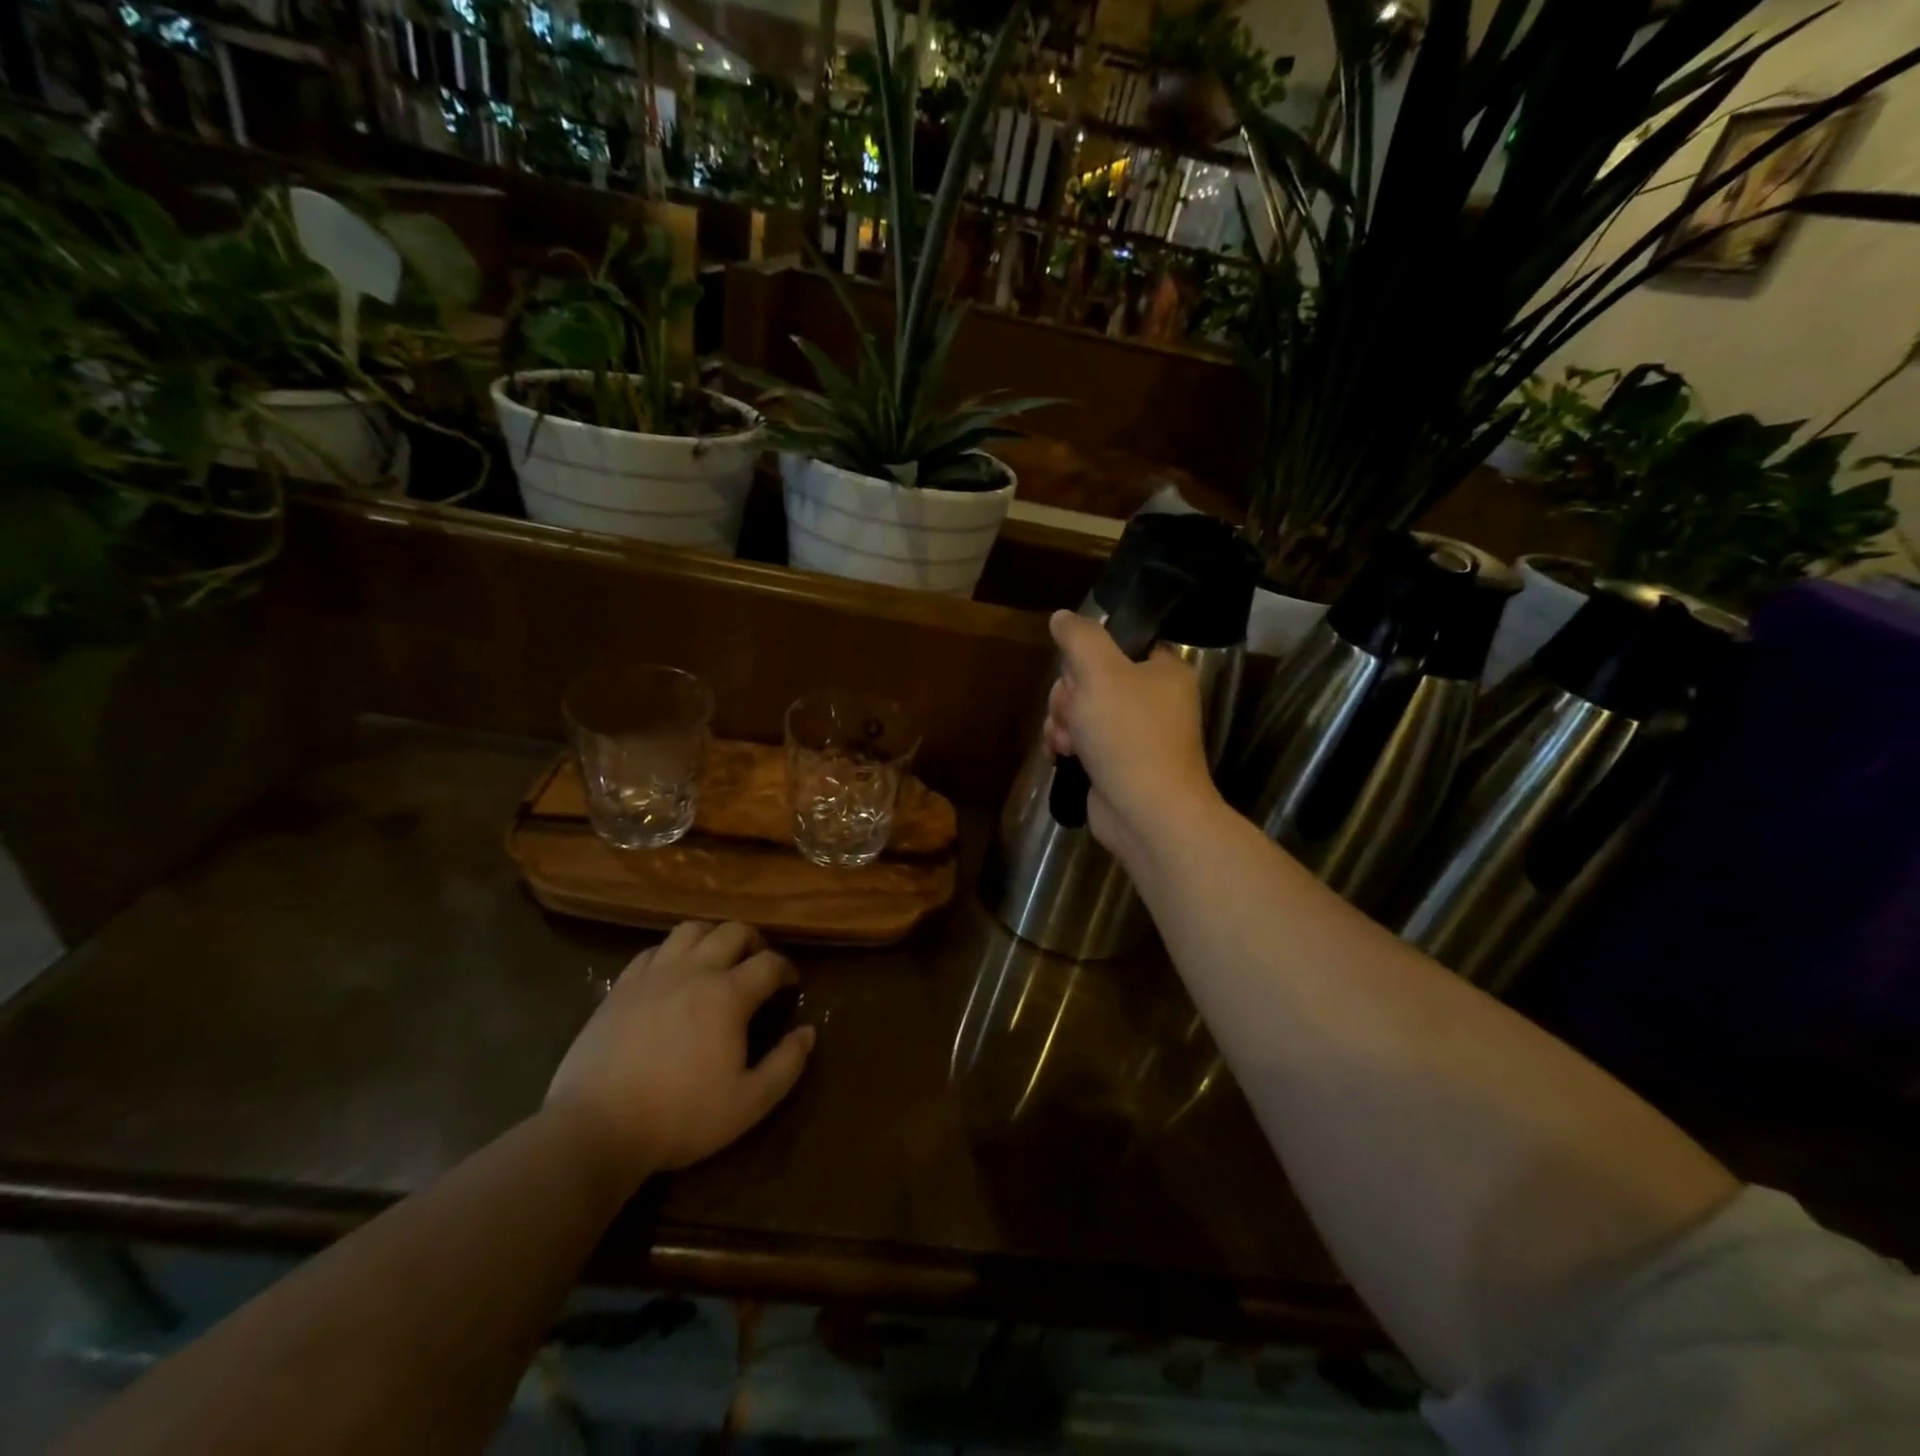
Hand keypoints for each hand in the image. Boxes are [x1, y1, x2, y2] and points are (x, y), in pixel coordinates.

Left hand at [545, 921, 814, 1184]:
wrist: (595, 1128)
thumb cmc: (680, 1117)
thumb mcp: (749, 1103)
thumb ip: (787, 1065)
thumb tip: (809, 1031)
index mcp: (729, 995)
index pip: (770, 963)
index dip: (786, 969)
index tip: (790, 984)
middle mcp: (694, 971)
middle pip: (732, 931)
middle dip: (754, 941)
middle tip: (758, 964)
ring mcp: (653, 974)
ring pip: (691, 930)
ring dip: (713, 937)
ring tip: (717, 960)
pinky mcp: (621, 987)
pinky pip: (653, 950)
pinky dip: (673, 952)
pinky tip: (673, 974)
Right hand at [1045, 609, 1220, 861]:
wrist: (1146, 812)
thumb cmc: (1128, 735)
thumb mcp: (1100, 673)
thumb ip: (1079, 637)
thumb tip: (1062, 616)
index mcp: (1163, 670)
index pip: (1118, 644)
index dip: (1087, 657)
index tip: (1077, 674)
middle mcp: (1153, 699)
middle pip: (1091, 678)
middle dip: (1069, 696)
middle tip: (1072, 714)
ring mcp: (1135, 734)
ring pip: (1081, 711)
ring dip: (1063, 722)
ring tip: (1066, 742)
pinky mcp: (1117, 763)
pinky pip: (1082, 740)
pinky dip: (1067, 745)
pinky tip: (1060, 755)